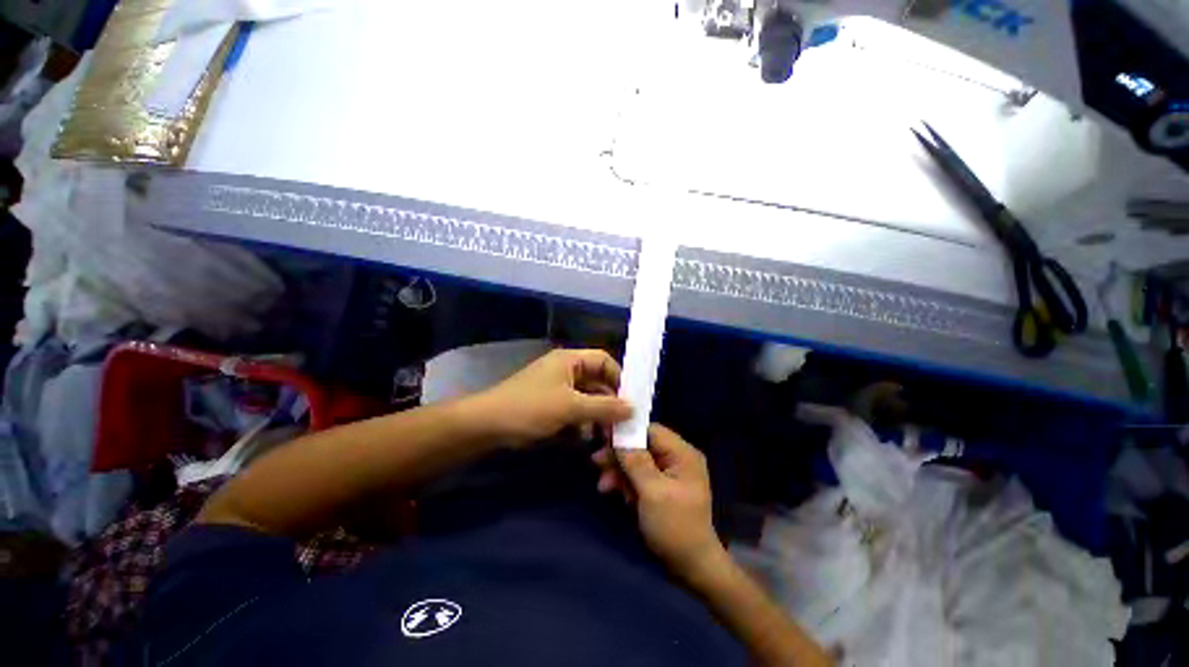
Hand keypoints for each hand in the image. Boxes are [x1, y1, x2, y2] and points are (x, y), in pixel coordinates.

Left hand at [470, 348, 632, 447]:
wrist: (486, 426)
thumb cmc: (531, 408)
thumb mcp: (571, 407)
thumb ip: (605, 407)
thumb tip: (633, 408)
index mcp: (570, 360)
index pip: (604, 360)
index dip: (619, 377)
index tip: (631, 400)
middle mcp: (566, 370)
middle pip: (597, 382)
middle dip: (610, 402)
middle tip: (623, 424)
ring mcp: (557, 389)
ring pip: (587, 399)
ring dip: (597, 416)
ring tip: (607, 436)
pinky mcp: (550, 406)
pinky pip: (575, 411)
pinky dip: (582, 423)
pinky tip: (585, 439)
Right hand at [592, 424, 725, 580]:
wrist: (691, 568)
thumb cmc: (675, 527)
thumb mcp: (653, 492)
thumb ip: (635, 461)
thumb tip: (619, 435)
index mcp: (682, 454)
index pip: (651, 430)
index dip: (627, 431)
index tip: (603, 437)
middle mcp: (677, 458)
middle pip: (642, 445)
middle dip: (619, 455)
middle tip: (596, 462)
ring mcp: (669, 474)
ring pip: (637, 461)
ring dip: (619, 471)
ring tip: (603, 486)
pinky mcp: (660, 487)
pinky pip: (639, 476)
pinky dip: (626, 483)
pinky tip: (614, 492)